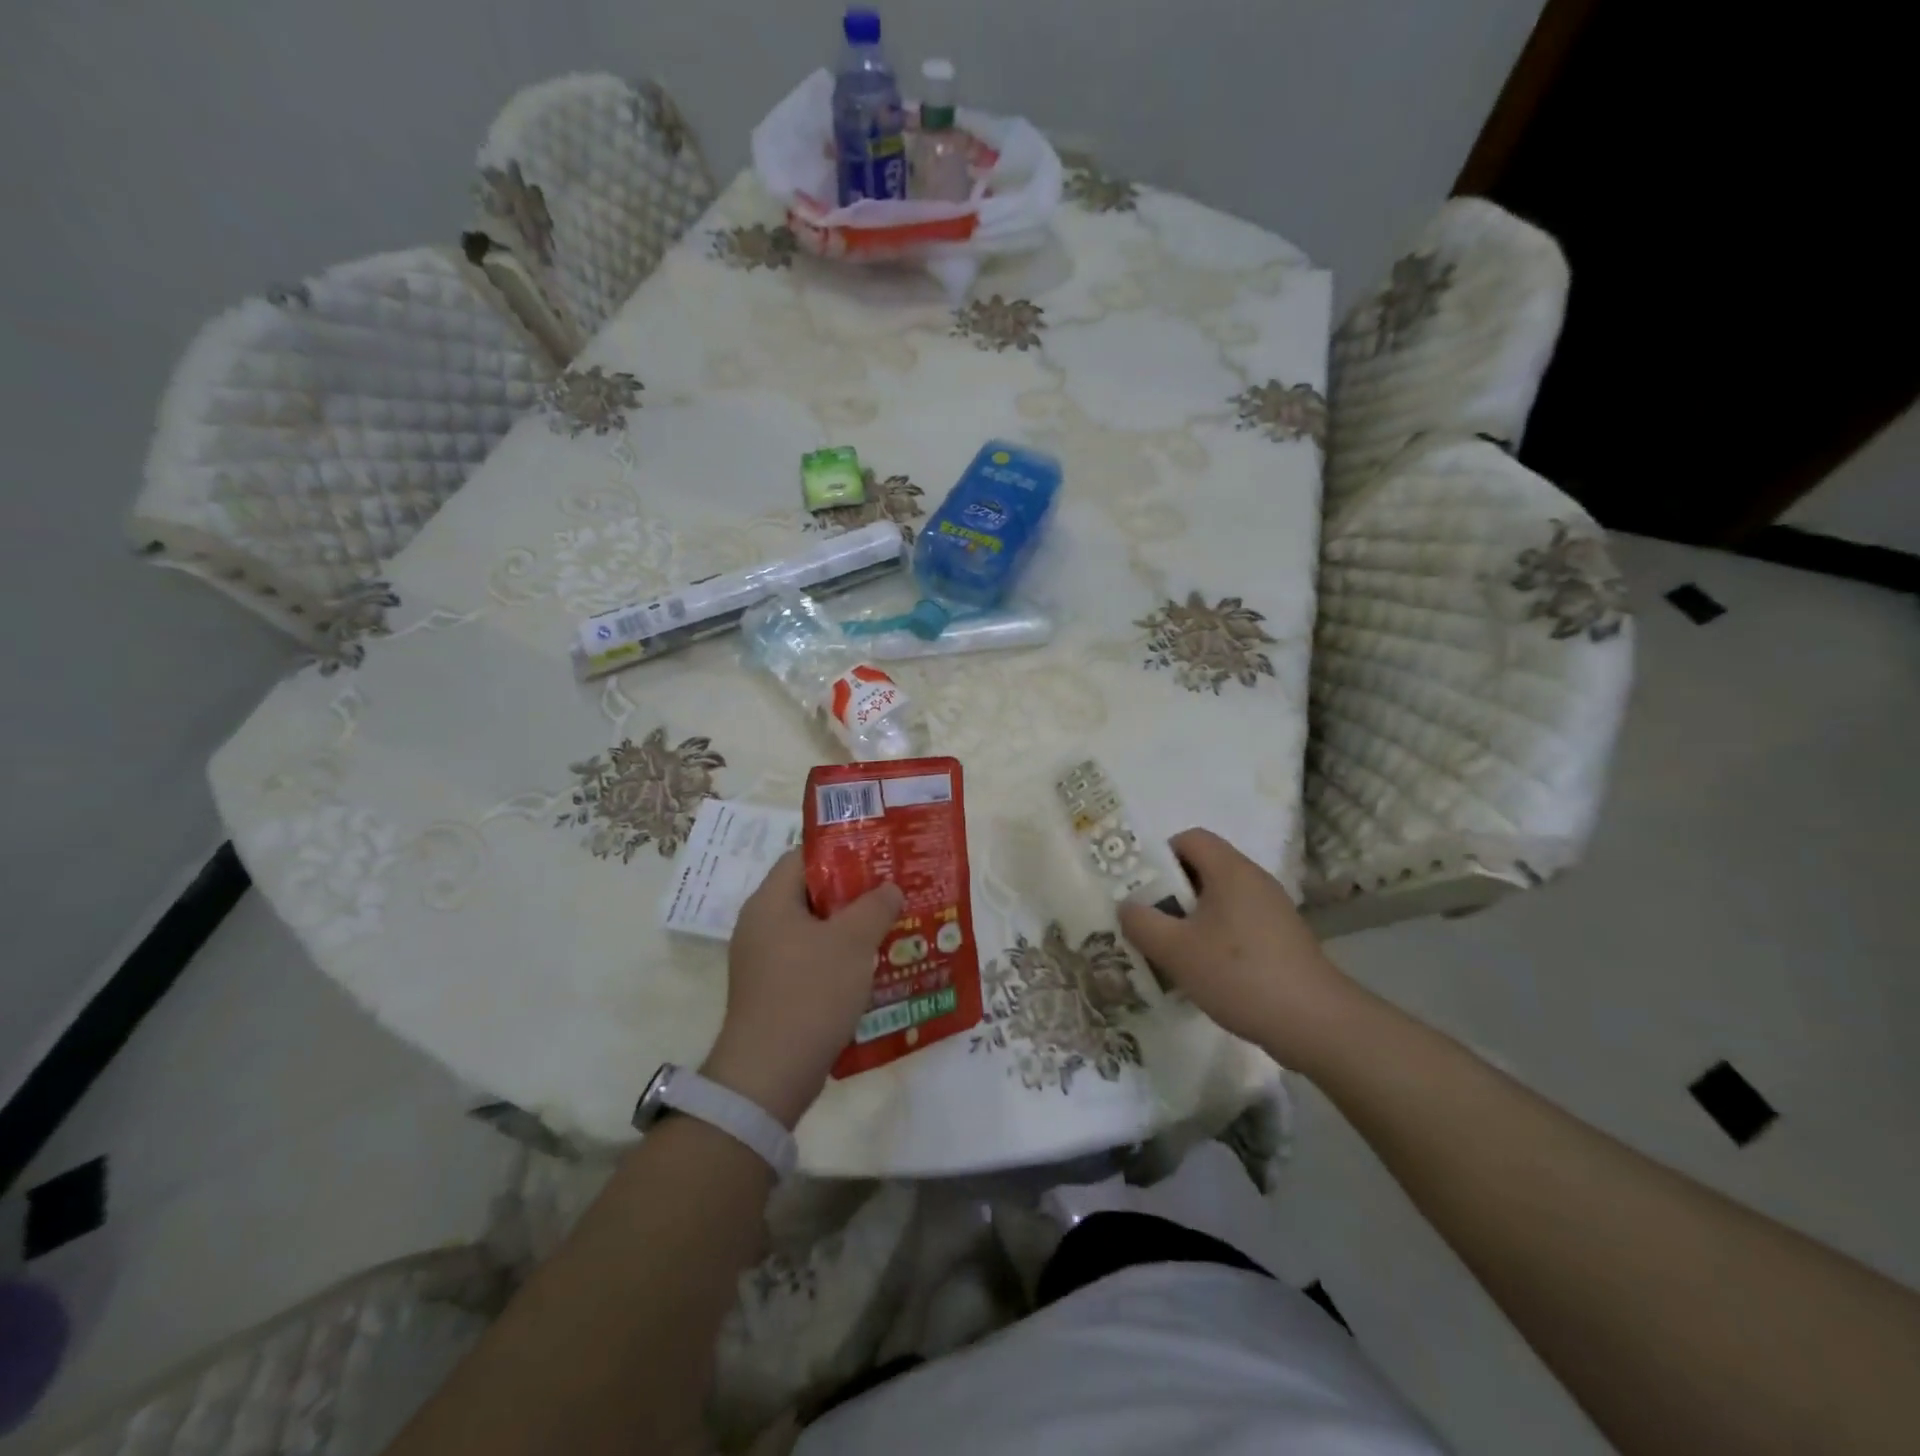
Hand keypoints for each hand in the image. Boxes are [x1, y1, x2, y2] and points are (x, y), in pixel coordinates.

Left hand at [704, 851, 902, 1128]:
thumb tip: (889, 888)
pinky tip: (871, 967)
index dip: (842, 851)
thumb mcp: (852, 942)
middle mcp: (761, 924)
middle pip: (811, 893)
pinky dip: (838, 957)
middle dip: (853, 892)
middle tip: (891, 892)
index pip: (803, 856)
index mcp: (770, 902)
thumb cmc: (811, 992)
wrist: (770, 1075)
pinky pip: (810, 959)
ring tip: (890, 926)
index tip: (878, 856)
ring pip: (814, 929)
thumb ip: (875, 906)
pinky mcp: (773, 991)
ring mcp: (764, 960)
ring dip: (849, 928)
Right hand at [1117, 828, 1357, 1069]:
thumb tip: (1126, 907)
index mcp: (1230, 871)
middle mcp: (1254, 881)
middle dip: (1169, 891)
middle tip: (1144, 919)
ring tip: (1167, 949)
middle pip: (1203, 869)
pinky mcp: (1281, 940)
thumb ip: (1142, 923)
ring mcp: (1272, 911)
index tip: (1138, 886)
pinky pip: (1236, 924)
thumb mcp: (1176, 950)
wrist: (1316, 1023)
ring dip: (1189, 919)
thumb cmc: (1240, 974)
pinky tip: (1201, 971)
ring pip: (1219, 901)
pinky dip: (1214, 938)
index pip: (1190, 839)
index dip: (1159, 855)